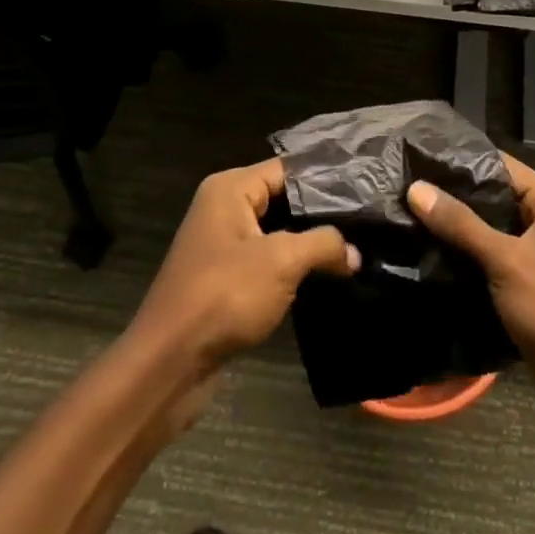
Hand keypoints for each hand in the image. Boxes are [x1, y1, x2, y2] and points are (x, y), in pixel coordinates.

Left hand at [132, 158, 357, 375]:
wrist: (169, 364)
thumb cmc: (224, 296)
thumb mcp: (281, 262)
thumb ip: (323, 245)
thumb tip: (355, 252)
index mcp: (230, 188)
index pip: (287, 169)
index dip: (325, 179)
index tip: (365, 189)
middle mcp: (223, 207)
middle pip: (283, 198)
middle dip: (321, 213)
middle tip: (366, 221)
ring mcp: (222, 245)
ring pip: (276, 232)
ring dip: (308, 243)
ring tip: (356, 247)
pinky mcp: (224, 279)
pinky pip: (267, 261)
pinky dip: (292, 268)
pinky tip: (325, 277)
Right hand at [408, 154, 534, 442]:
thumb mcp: (507, 261)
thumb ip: (461, 224)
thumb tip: (415, 188)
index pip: (500, 165)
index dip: (459, 161)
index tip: (416, 158)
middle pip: (493, 197)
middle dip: (452, 197)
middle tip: (404, 187)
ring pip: (489, 230)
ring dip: (455, 229)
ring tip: (406, 216)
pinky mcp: (527, 285)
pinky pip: (491, 259)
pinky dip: (465, 257)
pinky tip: (427, 253)